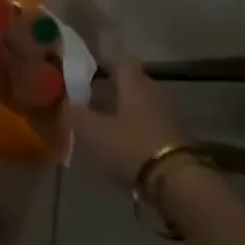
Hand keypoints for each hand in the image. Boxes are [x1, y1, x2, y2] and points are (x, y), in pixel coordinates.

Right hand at [64, 60, 186, 185]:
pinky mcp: (178, 139)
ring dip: (127, 114)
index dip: (105, 67)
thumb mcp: (93, 132)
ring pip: (143, 106)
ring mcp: (169, 116)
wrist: (177, 182)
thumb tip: (66, 102)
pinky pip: (153, 127)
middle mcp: (155, 93)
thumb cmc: (130, 147)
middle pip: (133, 84)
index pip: (122, 62)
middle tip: (93, 105)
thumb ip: (76, 114)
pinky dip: (139, 133)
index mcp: (135, 84)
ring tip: (106, 130)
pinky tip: (125, 149)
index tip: (89, 78)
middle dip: (114, 92)